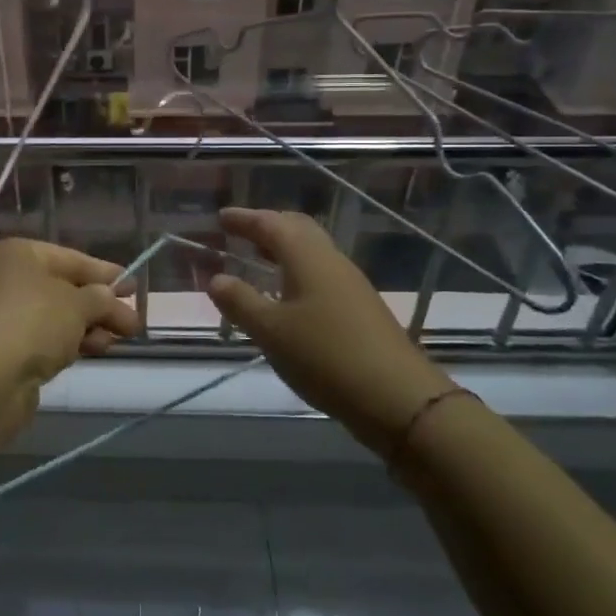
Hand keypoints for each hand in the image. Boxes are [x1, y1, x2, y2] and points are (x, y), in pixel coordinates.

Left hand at [0, 239, 142, 389]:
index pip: (69, 258)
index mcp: (16, 254)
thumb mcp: (77, 303)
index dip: (103, 272)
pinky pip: (44, 340)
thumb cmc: (32, 321)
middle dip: (99, 305)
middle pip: (62, 289)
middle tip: (133, 321)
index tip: (133, 286)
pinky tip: (94, 350)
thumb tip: (111, 299)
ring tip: (121, 338)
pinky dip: (69, 343)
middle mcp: (4, 280)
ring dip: (88, 326)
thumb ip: (100, 298)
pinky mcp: (3, 351)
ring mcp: (1, 316)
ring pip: (55, 317)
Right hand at [208, 208, 451, 436]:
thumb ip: (240, 302)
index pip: (271, 224)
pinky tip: (287, 297)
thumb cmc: (325, 356)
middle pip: (297, 229)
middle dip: (268, 226)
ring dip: (283, 250)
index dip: (244, 219)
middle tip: (240, 233)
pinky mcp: (361, 308)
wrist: (398, 397)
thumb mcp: (271, 331)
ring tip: (258, 262)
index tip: (221, 217)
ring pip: (312, 252)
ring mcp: (351, 284)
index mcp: (307, 257)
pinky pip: (321, 274)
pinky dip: (297, 272)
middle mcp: (331, 261)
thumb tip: (216, 279)